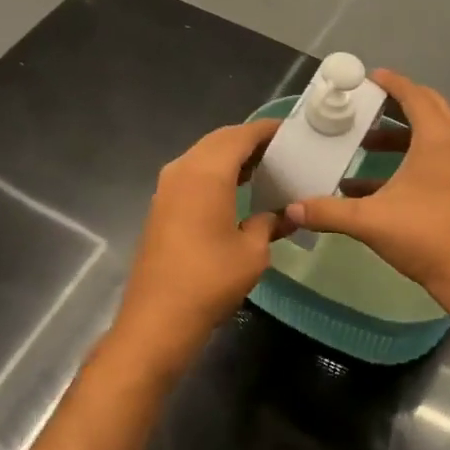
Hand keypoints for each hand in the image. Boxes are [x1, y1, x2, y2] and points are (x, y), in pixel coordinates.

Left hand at [109, 118, 281, 379]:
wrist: (157, 320)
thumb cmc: (210, 280)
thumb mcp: (253, 252)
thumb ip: (269, 223)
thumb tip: (284, 214)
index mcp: (207, 172)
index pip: (241, 135)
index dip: (267, 130)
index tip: (292, 131)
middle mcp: (183, 170)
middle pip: (220, 140)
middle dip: (249, 140)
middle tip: (282, 149)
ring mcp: (167, 188)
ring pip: (204, 156)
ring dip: (231, 156)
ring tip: (264, 167)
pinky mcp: (161, 206)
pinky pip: (193, 174)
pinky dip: (216, 172)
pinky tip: (237, 190)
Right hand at [286, 70, 449, 309]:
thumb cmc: (424, 236)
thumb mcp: (369, 221)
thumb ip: (328, 211)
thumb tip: (291, 209)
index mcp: (437, 139)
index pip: (414, 95)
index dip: (391, 82)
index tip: (368, 77)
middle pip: (428, 106)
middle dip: (399, 100)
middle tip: (367, 102)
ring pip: (432, 132)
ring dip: (401, 132)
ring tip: (366, 142)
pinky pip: (436, 153)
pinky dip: (409, 155)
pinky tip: (374, 181)